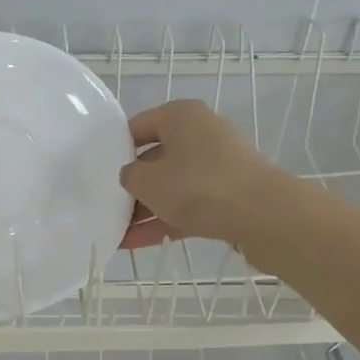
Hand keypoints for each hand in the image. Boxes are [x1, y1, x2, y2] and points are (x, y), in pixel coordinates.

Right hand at [118, 99, 285, 249]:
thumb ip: (130, 177)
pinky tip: (134, 243)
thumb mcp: (148, 181)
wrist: (263, 216)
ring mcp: (216, 166)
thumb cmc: (198, 186)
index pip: (137, 127)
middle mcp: (200, 134)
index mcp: (180, 116)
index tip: (95, 173)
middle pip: (155, 158)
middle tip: (102, 205)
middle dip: (130, 185)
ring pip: (171, 186)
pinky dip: (163, 221)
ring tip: (112, 232)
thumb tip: (132, 177)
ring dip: (144, 209)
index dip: (114, 150)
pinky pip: (186, 205)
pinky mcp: (227, 196)